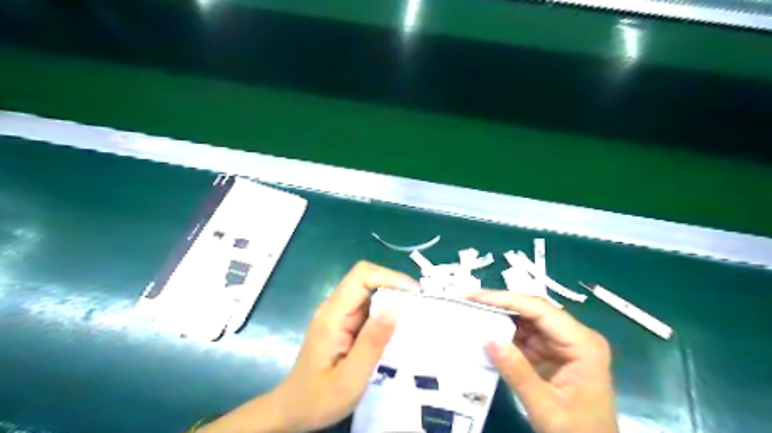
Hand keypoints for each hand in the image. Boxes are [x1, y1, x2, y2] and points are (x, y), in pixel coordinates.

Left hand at [196, 261, 415, 432]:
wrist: (292, 411)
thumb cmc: (318, 399)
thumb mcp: (350, 378)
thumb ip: (371, 343)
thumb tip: (395, 308)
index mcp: (333, 315)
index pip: (361, 276)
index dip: (389, 276)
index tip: (414, 293)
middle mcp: (334, 307)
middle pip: (366, 279)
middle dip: (395, 286)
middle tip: (420, 305)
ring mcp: (338, 314)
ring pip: (369, 292)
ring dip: (392, 298)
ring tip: (415, 315)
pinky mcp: (343, 323)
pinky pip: (367, 307)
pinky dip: (385, 311)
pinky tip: (398, 327)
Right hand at [466, 289, 619, 432]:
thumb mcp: (546, 407)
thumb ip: (517, 373)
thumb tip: (487, 339)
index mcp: (582, 344)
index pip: (540, 310)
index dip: (506, 299)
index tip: (475, 296)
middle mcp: (575, 337)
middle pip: (534, 311)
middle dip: (501, 305)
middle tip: (469, 300)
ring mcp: (564, 345)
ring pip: (528, 321)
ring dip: (501, 318)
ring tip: (473, 312)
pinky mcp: (554, 354)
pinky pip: (527, 337)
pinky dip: (506, 335)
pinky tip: (487, 332)